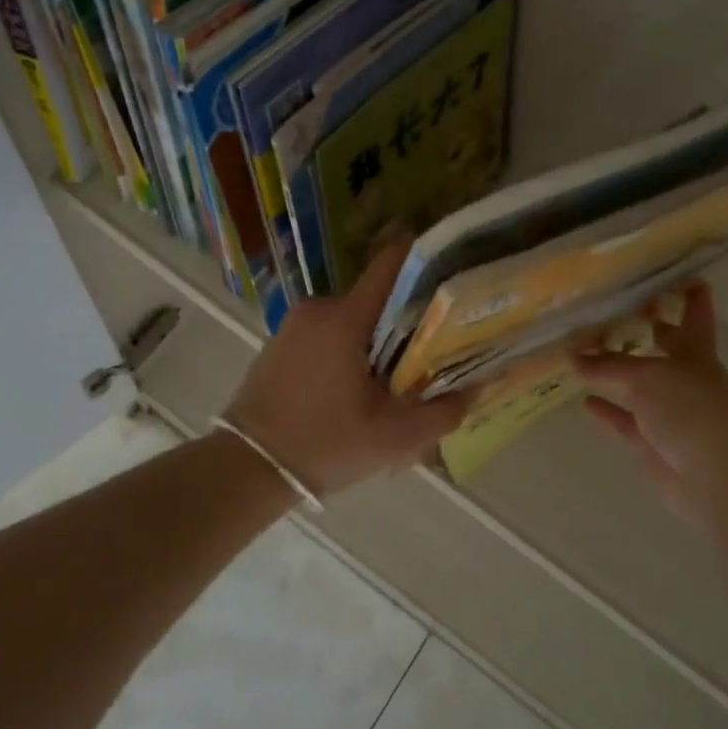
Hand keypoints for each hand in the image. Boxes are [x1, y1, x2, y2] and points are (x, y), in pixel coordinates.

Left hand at [223, 241, 469, 496]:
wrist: (247, 468)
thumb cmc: (325, 444)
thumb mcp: (394, 437)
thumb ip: (444, 411)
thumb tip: (481, 387)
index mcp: (346, 317)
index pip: (392, 263)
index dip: (427, 259)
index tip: (454, 269)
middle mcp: (320, 307)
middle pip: (379, 296)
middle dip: (409, 318)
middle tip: (436, 348)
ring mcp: (296, 322)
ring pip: (355, 317)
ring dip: (378, 340)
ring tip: (399, 377)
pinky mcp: (282, 340)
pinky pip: (330, 332)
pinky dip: (351, 348)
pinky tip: (359, 386)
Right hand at [573, 283, 727, 528]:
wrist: (717, 478)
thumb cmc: (690, 411)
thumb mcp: (646, 377)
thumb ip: (607, 365)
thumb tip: (573, 355)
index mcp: (696, 351)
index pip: (695, 312)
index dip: (688, 291)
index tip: (673, 270)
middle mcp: (685, 376)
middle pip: (664, 345)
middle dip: (646, 327)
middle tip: (612, 307)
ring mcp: (670, 410)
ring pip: (639, 383)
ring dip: (616, 370)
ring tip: (584, 353)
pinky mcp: (654, 441)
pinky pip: (625, 419)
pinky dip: (607, 409)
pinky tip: (584, 400)